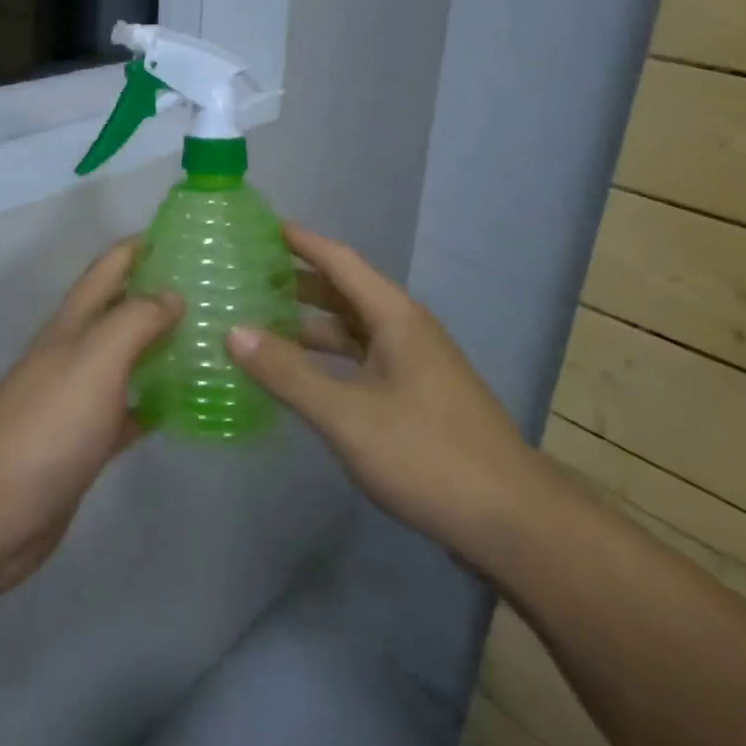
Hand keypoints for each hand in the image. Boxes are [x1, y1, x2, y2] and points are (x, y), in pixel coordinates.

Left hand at [0, 240, 181, 602]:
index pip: (110, 266)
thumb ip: (135, 320)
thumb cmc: (48, 425)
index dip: (142, 245)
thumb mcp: (96, 359)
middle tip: (215, 289)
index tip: (188, 234)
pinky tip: (186, 405)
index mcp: (73, 323)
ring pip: (127, 357)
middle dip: (161, 292)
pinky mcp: (85, 440)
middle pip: (120, 308)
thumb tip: (173, 294)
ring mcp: (78, 397)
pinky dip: (155, 401)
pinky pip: (128, 408)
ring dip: (162, 345)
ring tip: (211, 339)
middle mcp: (75, 351)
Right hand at [226, 223, 545, 569]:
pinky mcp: (418, 398)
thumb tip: (233, 331)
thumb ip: (288, 374)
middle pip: (347, 293)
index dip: (303, 242)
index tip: (265, 225)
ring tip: (265, 324)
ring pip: (354, 331)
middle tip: (252, 275)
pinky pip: (363, 361)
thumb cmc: (427, 454)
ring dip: (313, 325)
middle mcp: (407, 331)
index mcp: (396, 318)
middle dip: (302, 282)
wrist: (512, 520)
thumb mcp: (347, 414)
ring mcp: (416, 366)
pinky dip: (330, 359)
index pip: (342, 262)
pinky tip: (305, 377)